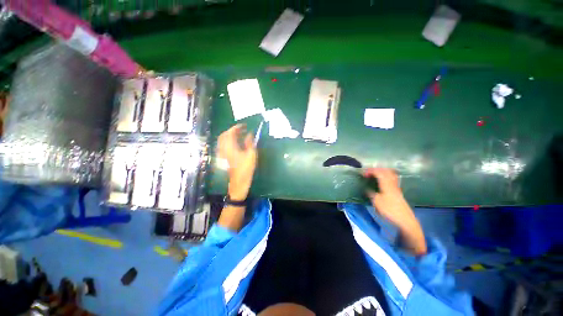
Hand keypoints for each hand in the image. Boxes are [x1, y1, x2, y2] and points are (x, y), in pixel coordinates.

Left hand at [218, 124, 256, 199]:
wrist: (239, 182)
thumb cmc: (246, 168)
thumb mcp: (251, 154)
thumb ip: (250, 142)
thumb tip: (249, 134)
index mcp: (230, 147)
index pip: (230, 133)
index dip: (236, 127)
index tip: (244, 125)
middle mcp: (224, 149)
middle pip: (224, 135)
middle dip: (232, 130)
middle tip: (241, 129)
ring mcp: (223, 153)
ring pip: (223, 140)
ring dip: (230, 135)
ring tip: (239, 135)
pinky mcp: (224, 157)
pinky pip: (224, 145)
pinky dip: (229, 141)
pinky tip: (236, 143)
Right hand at [363, 168, 426, 254]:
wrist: (406, 221)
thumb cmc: (390, 211)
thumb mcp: (376, 202)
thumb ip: (371, 194)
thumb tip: (367, 189)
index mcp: (386, 185)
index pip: (379, 172)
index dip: (370, 171)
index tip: (363, 174)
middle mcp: (392, 184)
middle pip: (386, 171)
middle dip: (376, 169)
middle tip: (368, 172)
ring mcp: (396, 188)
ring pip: (390, 175)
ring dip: (382, 172)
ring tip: (374, 175)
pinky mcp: (398, 193)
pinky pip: (392, 180)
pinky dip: (386, 177)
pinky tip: (382, 182)